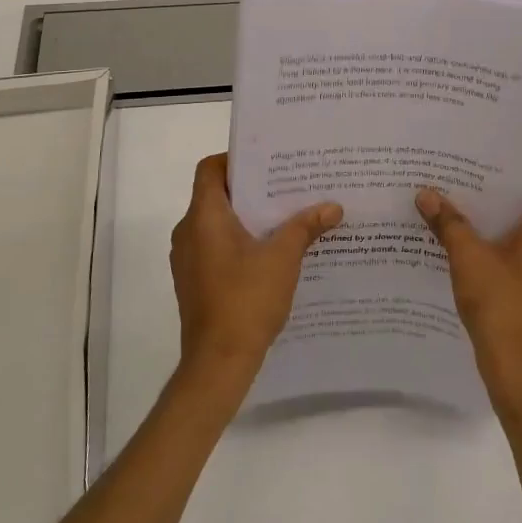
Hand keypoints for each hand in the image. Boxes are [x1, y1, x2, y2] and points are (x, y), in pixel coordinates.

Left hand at [171, 155, 341, 394]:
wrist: (217, 363)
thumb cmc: (246, 300)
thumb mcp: (283, 258)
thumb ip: (305, 227)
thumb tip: (333, 206)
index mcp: (204, 216)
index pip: (210, 169)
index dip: (235, 159)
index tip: (267, 163)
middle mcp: (189, 231)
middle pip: (216, 195)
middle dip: (251, 190)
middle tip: (286, 187)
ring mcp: (188, 259)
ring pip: (216, 224)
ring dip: (247, 219)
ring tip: (284, 218)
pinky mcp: (193, 281)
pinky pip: (215, 248)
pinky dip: (238, 243)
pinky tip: (270, 254)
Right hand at [416, 178, 521, 415]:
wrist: (515, 366)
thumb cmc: (499, 302)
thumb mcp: (467, 256)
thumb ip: (448, 222)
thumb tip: (426, 193)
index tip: (506, 166)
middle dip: (507, 195)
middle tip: (474, 181)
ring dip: (502, 223)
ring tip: (466, 209)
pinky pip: (521, 258)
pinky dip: (500, 248)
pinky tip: (468, 248)